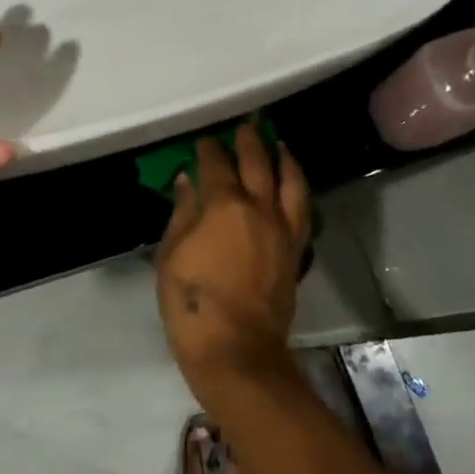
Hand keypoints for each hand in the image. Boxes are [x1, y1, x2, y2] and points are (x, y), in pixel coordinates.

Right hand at [155, 124, 310, 400]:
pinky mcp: (295, 250)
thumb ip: (183, 212)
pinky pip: (302, 209)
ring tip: (278, 144)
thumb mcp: (171, 254)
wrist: (236, 347)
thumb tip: (188, 181)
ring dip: (283, 158)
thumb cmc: (192, 301)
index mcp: (225, 205)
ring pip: (291, 182)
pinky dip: (298, 188)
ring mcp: (283, 229)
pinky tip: (292, 184)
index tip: (203, 140)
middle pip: (258, 163)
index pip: (217, 165)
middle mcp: (260, 208)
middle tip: (244, 126)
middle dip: (249, 141)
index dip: (209, 149)